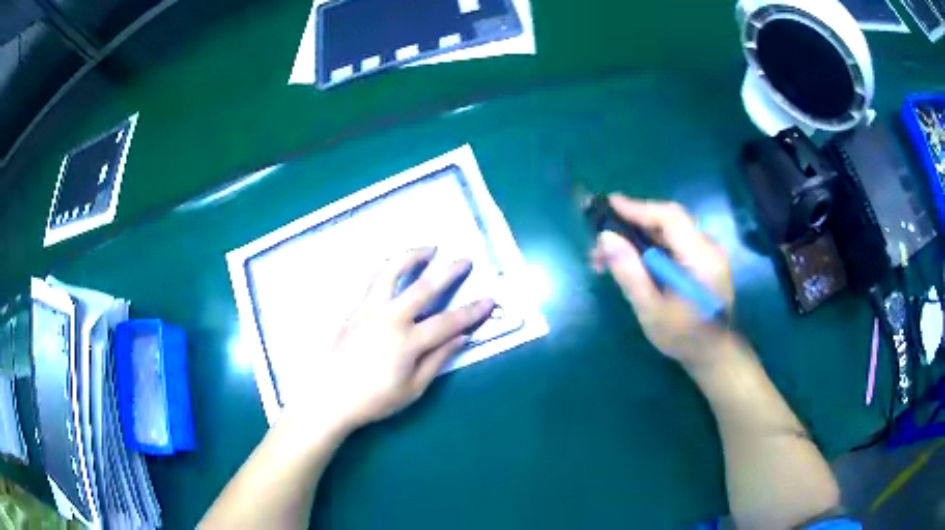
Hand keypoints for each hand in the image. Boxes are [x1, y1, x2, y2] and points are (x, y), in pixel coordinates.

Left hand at [292, 248, 494, 434]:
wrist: (329, 397)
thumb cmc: (374, 400)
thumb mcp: (412, 388)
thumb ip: (437, 360)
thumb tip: (461, 338)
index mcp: (408, 341)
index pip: (448, 322)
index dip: (472, 312)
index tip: (490, 300)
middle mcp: (390, 318)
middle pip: (424, 287)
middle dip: (448, 271)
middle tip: (464, 259)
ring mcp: (369, 310)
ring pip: (391, 273)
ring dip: (412, 257)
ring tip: (427, 248)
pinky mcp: (354, 310)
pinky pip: (371, 280)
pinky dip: (385, 267)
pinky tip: (391, 264)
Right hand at [591, 195, 734, 367]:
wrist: (713, 355)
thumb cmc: (682, 337)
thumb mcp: (650, 310)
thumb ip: (630, 273)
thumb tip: (605, 237)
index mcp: (701, 258)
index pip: (670, 218)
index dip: (638, 208)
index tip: (608, 204)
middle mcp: (709, 248)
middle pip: (669, 220)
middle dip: (633, 223)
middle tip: (602, 236)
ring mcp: (709, 253)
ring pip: (670, 231)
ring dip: (639, 236)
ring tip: (608, 255)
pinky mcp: (704, 260)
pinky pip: (675, 242)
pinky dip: (652, 245)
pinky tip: (632, 260)